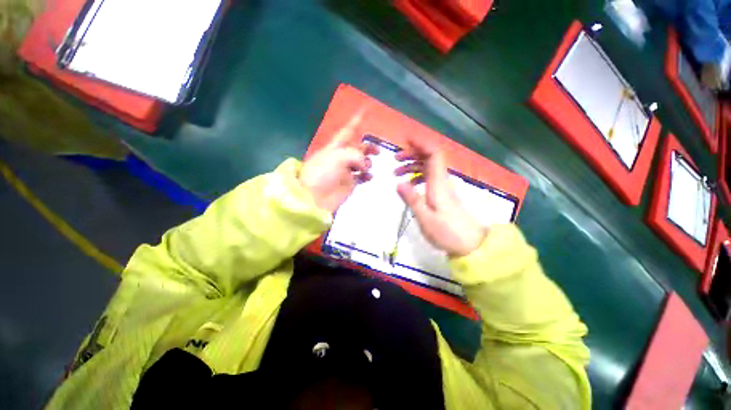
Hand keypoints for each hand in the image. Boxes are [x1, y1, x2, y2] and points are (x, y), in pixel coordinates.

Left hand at [299, 114, 378, 213]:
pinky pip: (362, 176)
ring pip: (362, 162)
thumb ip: (355, 155)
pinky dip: (367, 175)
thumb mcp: (337, 157)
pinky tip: (368, 176)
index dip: (356, 121)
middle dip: (367, 147)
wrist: (314, 197)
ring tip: (366, 167)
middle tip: (376, 151)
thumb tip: (365, 166)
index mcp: (335, 147)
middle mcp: (341, 157)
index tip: (365, 110)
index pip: (348, 131)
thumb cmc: (322, 173)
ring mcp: (346, 170)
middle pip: (358, 147)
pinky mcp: (350, 183)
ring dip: (368, 162)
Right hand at [395, 138, 486, 256]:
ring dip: (413, 165)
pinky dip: (417, 176)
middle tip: (395, 160)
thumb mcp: (425, 218)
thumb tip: (398, 183)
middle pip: (429, 158)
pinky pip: (429, 178)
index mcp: (438, 184)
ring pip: (428, 167)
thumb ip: (412, 199)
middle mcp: (442, 181)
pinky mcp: (443, 194)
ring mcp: (443, 187)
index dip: (421, 144)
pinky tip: (410, 185)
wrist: (470, 244)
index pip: (433, 155)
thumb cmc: (447, 232)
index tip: (406, 140)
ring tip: (397, 173)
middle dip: (412, 154)